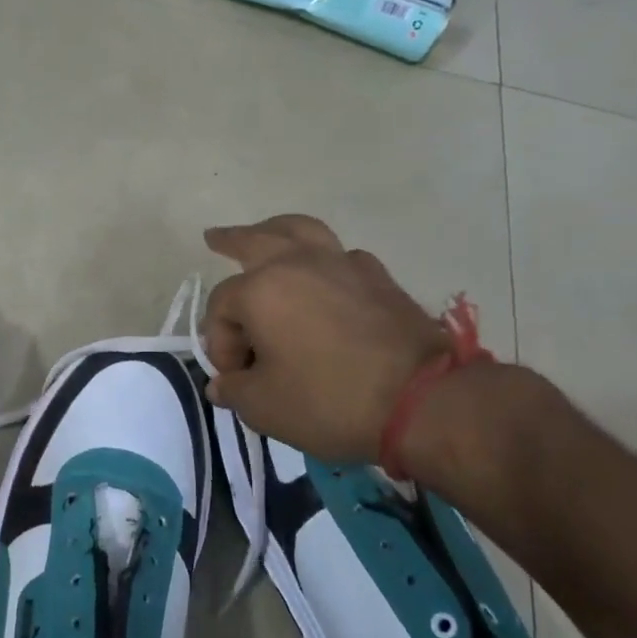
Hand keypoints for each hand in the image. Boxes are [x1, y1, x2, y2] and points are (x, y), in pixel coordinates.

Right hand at [202, 216, 446, 461]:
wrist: (423, 401)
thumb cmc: (329, 400)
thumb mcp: (263, 406)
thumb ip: (234, 390)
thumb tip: (224, 384)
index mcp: (261, 290)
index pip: (221, 307)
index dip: (219, 344)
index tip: (235, 379)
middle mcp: (298, 264)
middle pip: (255, 240)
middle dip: (230, 240)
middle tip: (214, 236)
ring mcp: (343, 265)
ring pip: (302, 231)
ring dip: (277, 230)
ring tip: (268, 232)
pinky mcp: (379, 278)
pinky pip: (341, 255)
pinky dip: (324, 258)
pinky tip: (325, 275)